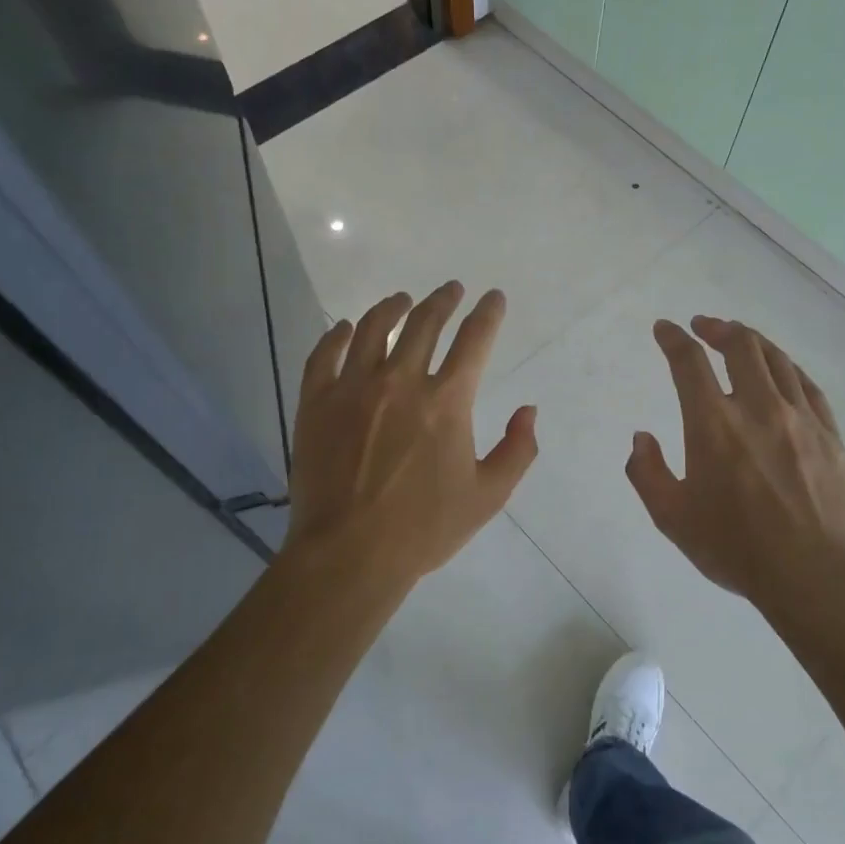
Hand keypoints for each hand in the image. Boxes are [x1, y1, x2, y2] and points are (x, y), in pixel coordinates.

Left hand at [283, 282, 537, 593]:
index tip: (493, 298)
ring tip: (402, 299)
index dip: (488, 313)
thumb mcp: (488, 496)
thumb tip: (528, 410)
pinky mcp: (316, 402)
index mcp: (446, 402)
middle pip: (424, 323)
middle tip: (451, 289)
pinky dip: (336, 335)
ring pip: (372, 328)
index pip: (474, 340)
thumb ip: (518, 450)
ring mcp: (353, 388)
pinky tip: (344, 328)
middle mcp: (401, 381)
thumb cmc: (424, 529)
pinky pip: (324, 354)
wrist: (348, 554)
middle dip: (443, 300)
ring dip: (392, 306)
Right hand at [626, 316, 844, 608]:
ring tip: (739, 337)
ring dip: (753, 340)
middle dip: (717, 328)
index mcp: (713, 424)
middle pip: (740, 345)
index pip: (688, 362)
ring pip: (777, 359)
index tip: (665, 329)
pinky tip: (781, 371)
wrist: (814, 575)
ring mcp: (800, 418)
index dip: (673, 339)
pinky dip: (787, 368)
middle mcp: (758, 408)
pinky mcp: (830, 434)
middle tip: (703, 326)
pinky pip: (807, 385)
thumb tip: (642, 437)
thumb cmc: (735, 548)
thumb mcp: (671, 518)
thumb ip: (647, 472)